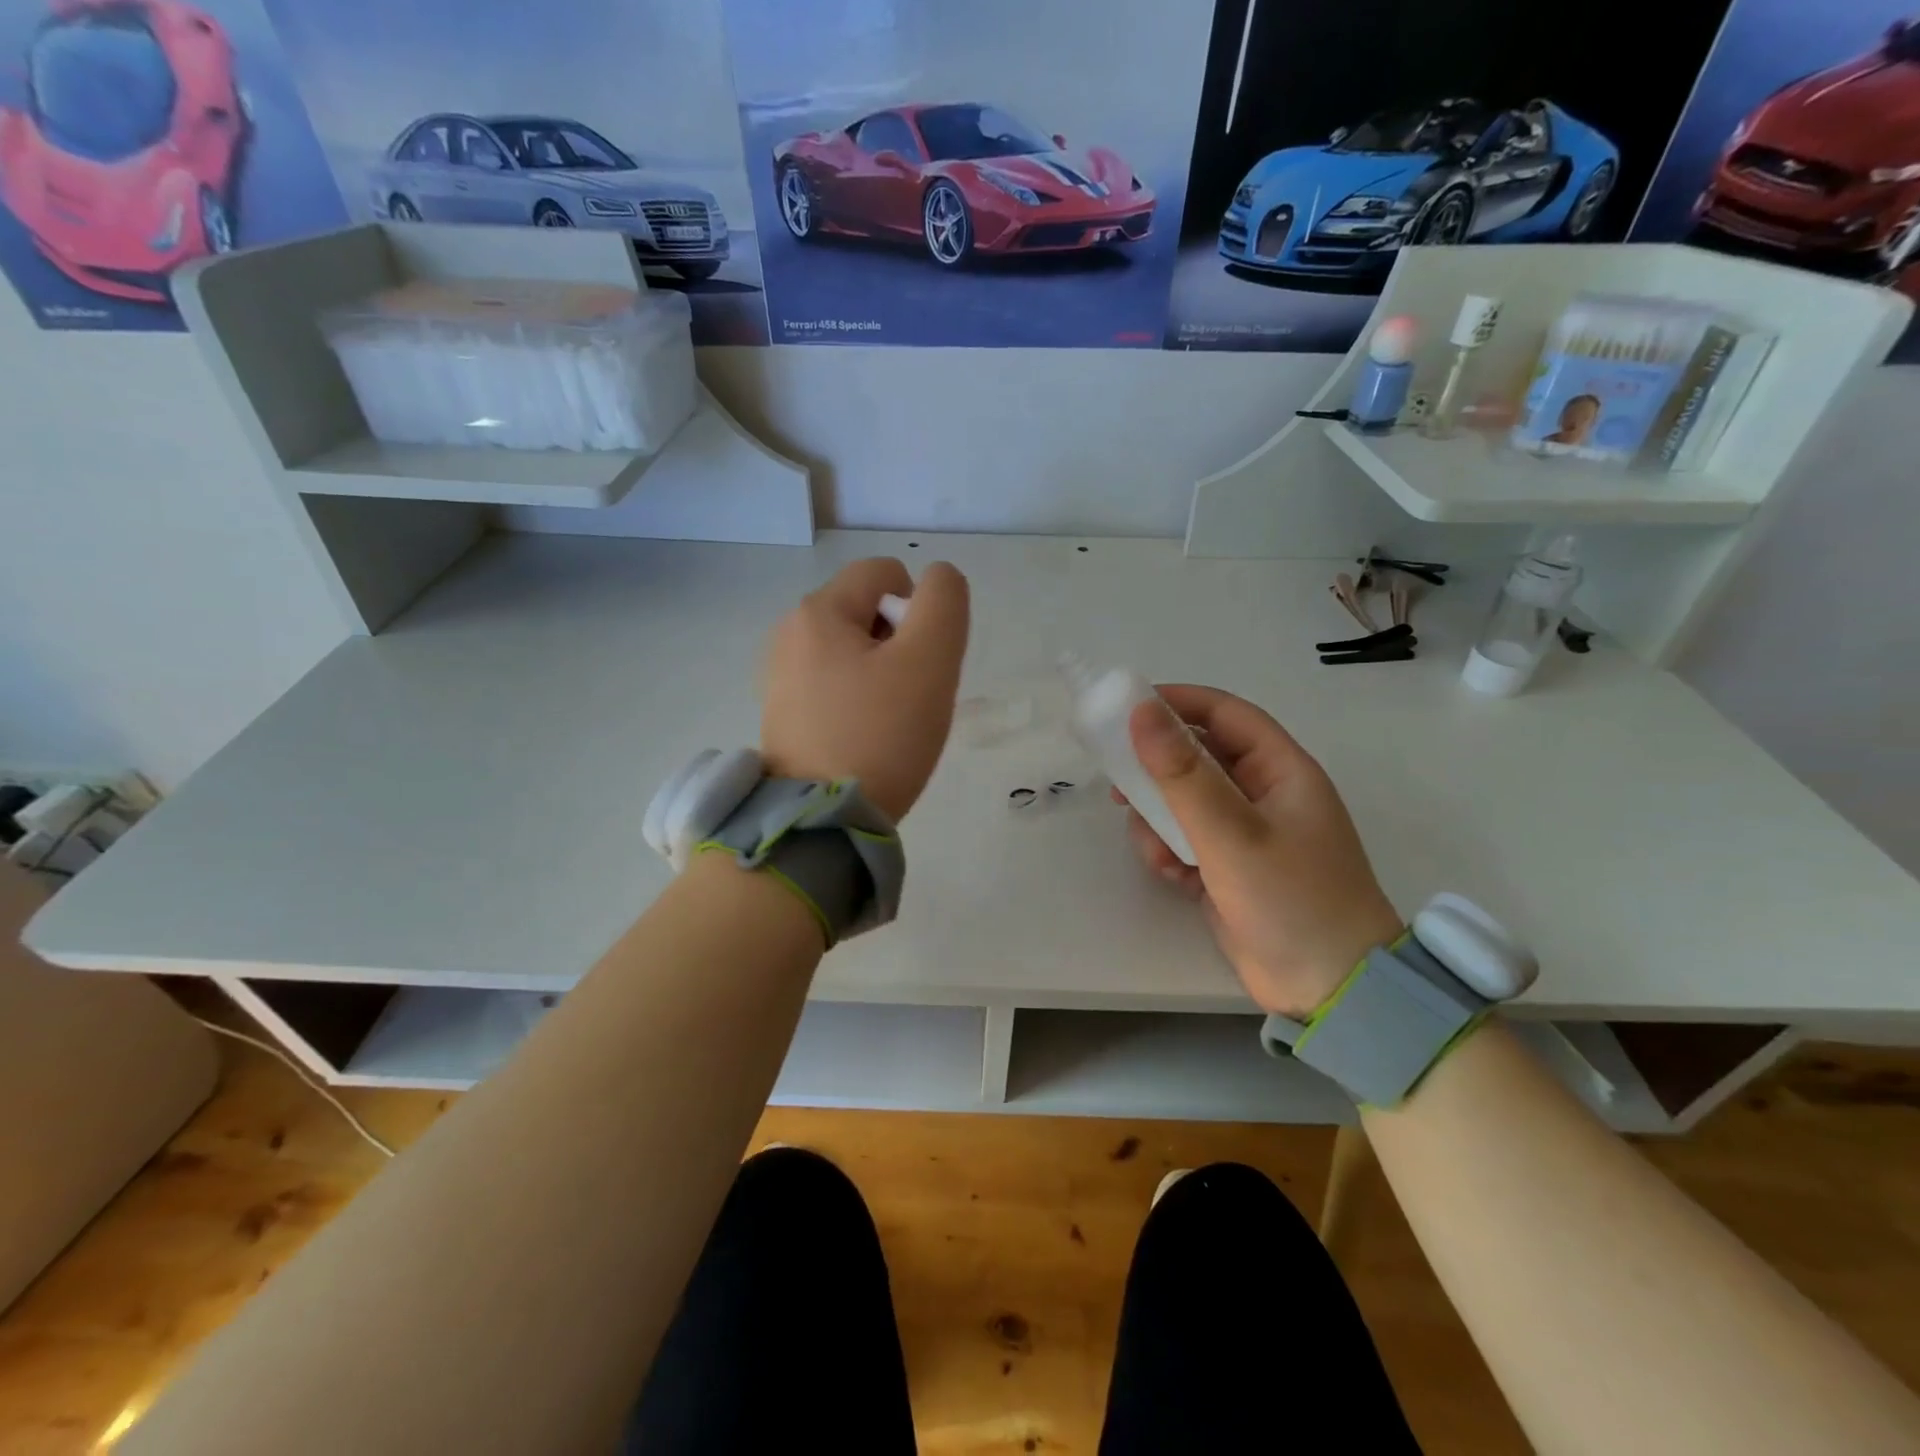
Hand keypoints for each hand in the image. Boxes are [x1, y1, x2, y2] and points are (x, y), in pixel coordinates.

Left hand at [761, 557, 969, 821]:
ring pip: (853, 651)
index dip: (919, 607)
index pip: (884, 573)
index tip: (922, 660)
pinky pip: (834, 685)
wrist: (822, 820)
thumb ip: (943, 603)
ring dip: (883, 674)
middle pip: (867, 611)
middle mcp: (789, 634)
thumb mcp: (929, 660)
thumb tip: (937, 579)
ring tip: (890, 721)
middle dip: (901, 643)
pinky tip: (865, 738)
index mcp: (818, 612)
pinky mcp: (783, 714)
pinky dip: (858, 700)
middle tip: (910, 695)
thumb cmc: (879, 734)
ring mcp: (781, 676)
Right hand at [1117, 685, 1402, 1018]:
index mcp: (1280, 770)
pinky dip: (1170, 852)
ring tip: (1157, 851)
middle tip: (1117, 783)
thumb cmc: (1290, 898)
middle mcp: (1262, 794)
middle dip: (1156, 772)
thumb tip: (1142, 711)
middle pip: (1197, 759)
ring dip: (1159, 821)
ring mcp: (1244, 833)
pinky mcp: (1227, 868)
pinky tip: (1172, 876)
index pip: (1224, 713)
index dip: (1177, 703)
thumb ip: (1182, 773)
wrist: (1328, 990)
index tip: (1126, 709)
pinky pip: (1185, 841)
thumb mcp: (1230, 832)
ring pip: (1182, 804)